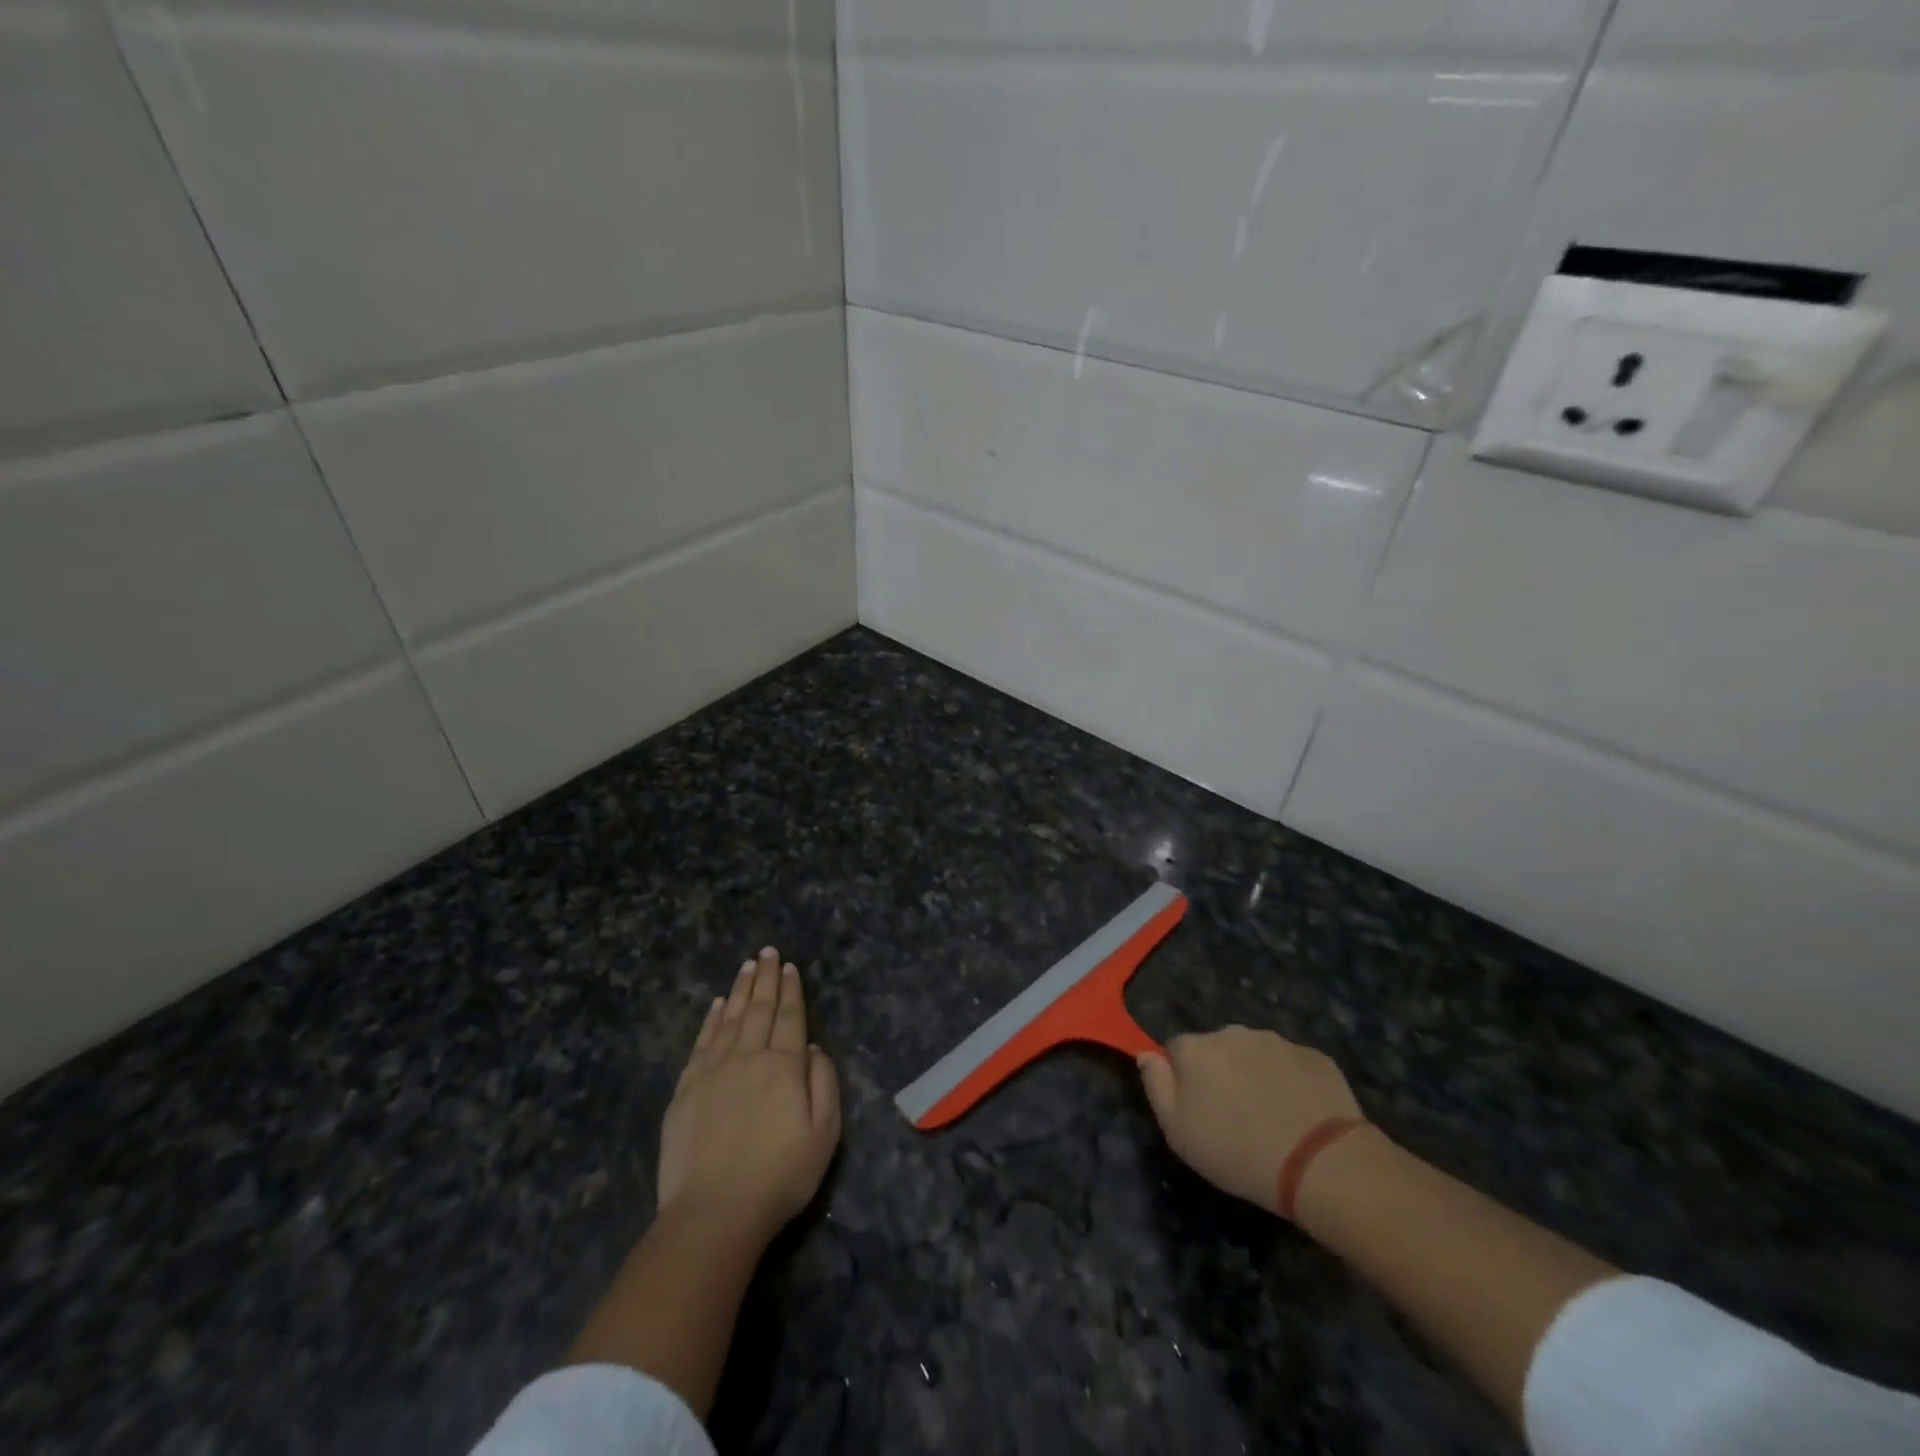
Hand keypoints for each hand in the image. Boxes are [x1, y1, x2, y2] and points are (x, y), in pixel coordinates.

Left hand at [656, 947, 840, 1243]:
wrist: (713, 1213)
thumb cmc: (779, 1176)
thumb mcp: (824, 1134)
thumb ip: (824, 1084)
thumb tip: (813, 1049)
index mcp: (784, 1066)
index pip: (791, 1017)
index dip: (792, 990)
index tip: (790, 966)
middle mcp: (749, 1057)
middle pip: (760, 1009)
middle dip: (766, 978)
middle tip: (768, 951)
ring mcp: (713, 1071)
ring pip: (730, 1019)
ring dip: (740, 990)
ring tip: (747, 966)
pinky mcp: (686, 1089)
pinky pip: (702, 1042)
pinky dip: (711, 1019)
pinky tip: (717, 1005)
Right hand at [1138, 1027, 1363, 1214]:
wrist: (1320, 1161)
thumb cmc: (1237, 1151)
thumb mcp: (1178, 1132)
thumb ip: (1156, 1086)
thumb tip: (1146, 1054)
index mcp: (1195, 1048)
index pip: (1176, 1050)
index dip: (1184, 1079)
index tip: (1198, 1110)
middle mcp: (1232, 1033)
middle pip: (1217, 1048)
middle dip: (1221, 1073)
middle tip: (1235, 1116)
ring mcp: (1276, 1041)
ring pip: (1255, 1054)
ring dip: (1256, 1075)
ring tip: (1271, 1118)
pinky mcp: (1313, 1056)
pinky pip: (1292, 1065)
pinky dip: (1291, 1083)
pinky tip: (1300, 1115)